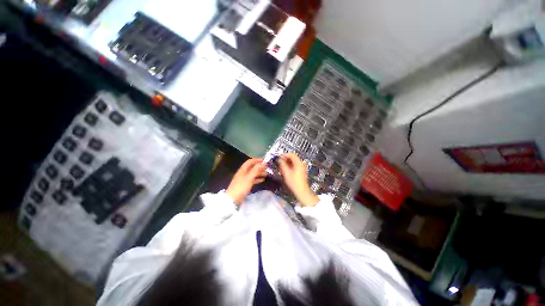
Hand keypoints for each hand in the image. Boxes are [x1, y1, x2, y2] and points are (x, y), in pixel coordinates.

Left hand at [226, 158, 267, 204]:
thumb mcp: (249, 177)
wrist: (233, 199)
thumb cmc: (241, 187)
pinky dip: (257, 178)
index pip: (250, 161)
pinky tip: (262, 180)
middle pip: (252, 167)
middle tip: (267, 168)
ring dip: (259, 173)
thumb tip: (262, 163)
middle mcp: (243, 173)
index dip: (257, 160)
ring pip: (253, 173)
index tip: (265, 160)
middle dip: (259, 167)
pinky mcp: (245, 185)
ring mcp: (244, 179)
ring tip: (267, 173)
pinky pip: (252, 179)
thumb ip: (256, 170)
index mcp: (243, 170)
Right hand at [278, 153, 318, 206]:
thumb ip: (282, 165)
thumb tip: (279, 160)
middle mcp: (301, 164)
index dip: (285, 155)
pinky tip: (285, 169)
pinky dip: (290, 166)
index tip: (279, 157)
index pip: (292, 155)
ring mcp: (302, 167)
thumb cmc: (294, 182)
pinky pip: (295, 165)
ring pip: (293, 162)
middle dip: (285, 159)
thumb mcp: (286, 173)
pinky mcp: (301, 171)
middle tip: (279, 161)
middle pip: (293, 158)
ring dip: (287, 162)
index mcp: (298, 163)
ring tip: (281, 166)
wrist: (301, 191)